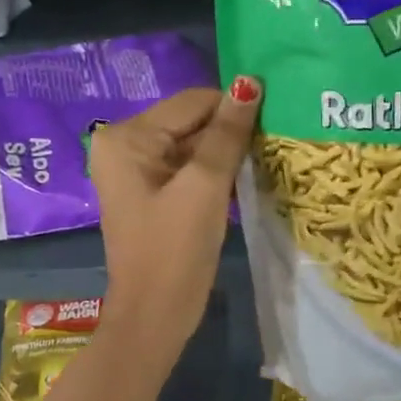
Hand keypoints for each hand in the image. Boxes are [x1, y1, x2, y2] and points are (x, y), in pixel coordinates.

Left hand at [89, 78, 261, 352]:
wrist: (154, 317)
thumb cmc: (176, 251)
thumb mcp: (205, 186)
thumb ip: (227, 133)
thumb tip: (250, 83)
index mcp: (127, 136)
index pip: (192, 102)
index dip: (234, 108)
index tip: (276, 119)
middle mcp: (124, 144)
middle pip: (191, 120)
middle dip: (229, 131)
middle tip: (273, 143)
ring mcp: (136, 169)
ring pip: (193, 143)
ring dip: (226, 151)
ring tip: (263, 160)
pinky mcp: (151, 191)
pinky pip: (188, 166)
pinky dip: (215, 170)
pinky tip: (242, 179)